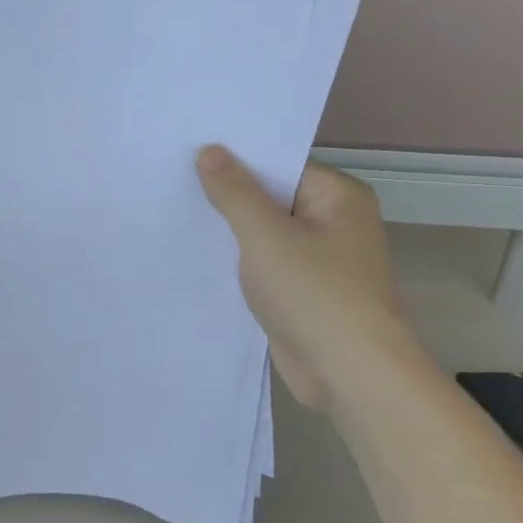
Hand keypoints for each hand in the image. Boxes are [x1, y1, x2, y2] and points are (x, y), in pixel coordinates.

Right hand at [197, 148, 414, 408]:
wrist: (348, 372)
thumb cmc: (313, 293)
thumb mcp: (265, 235)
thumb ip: (234, 192)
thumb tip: (210, 150)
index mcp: (338, 197)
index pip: (279, 165)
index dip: (235, 160)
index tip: (189, 156)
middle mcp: (335, 222)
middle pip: (272, 197)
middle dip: (228, 196)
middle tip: (173, 182)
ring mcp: (321, 259)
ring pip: (266, 233)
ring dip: (231, 232)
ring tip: (177, 214)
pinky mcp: (305, 291)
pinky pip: (266, 264)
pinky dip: (240, 261)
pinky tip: (200, 256)